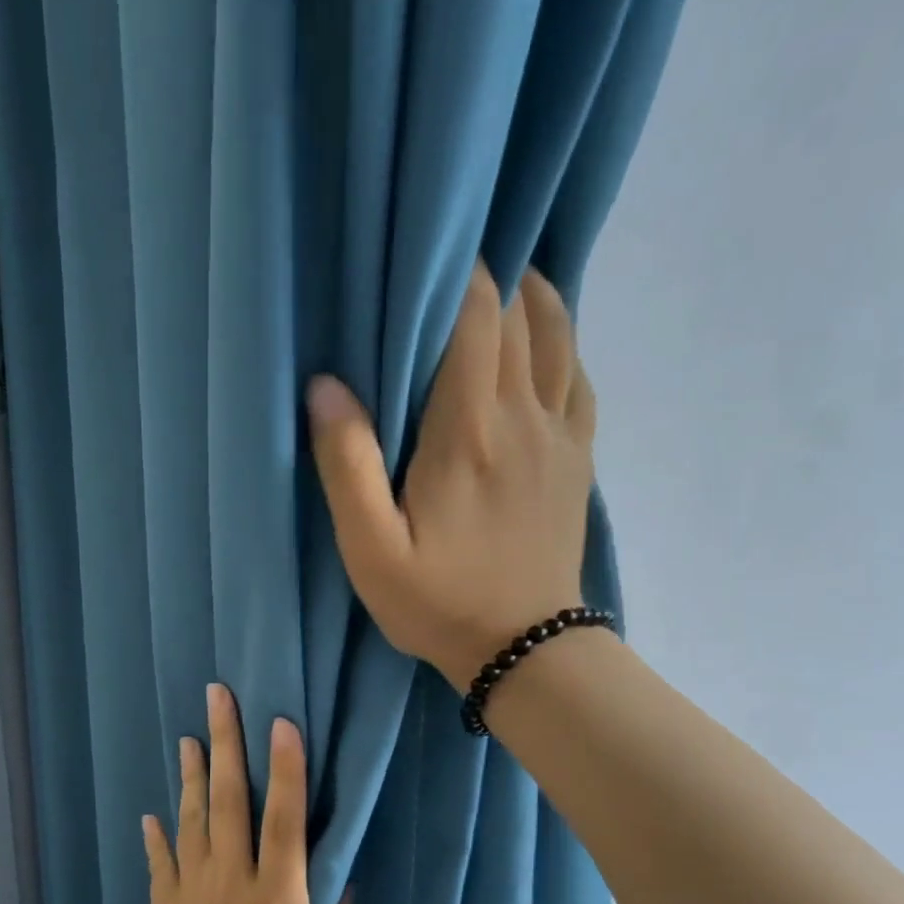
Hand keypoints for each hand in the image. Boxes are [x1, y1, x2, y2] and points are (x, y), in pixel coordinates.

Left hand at [126, 684, 345, 903]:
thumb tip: (342, 891)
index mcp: (279, 903)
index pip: (287, 821)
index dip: (287, 769)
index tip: (281, 722)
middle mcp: (233, 883)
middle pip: (230, 801)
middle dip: (227, 744)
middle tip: (217, 697)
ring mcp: (191, 893)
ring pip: (193, 820)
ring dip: (193, 775)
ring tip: (190, 737)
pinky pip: (160, 863)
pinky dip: (156, 836)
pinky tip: (151, 814)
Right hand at [304, 260, 597, 690]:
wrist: (524, 649)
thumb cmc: (438, 602)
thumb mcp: (371, 550)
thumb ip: (346, 467)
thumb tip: (325, 387)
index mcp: (469, 432)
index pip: (476, 317)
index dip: (456, 272)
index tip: (423, 254)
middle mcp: (524, 417)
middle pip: (519, 315)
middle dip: (487, 277)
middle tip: (448, 265)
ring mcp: (560, 436)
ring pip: (558, 336)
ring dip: (530, 298)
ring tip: (497, 283)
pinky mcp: (578, 459)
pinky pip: (578, 378)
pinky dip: (561, 343)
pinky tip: (540, 342)